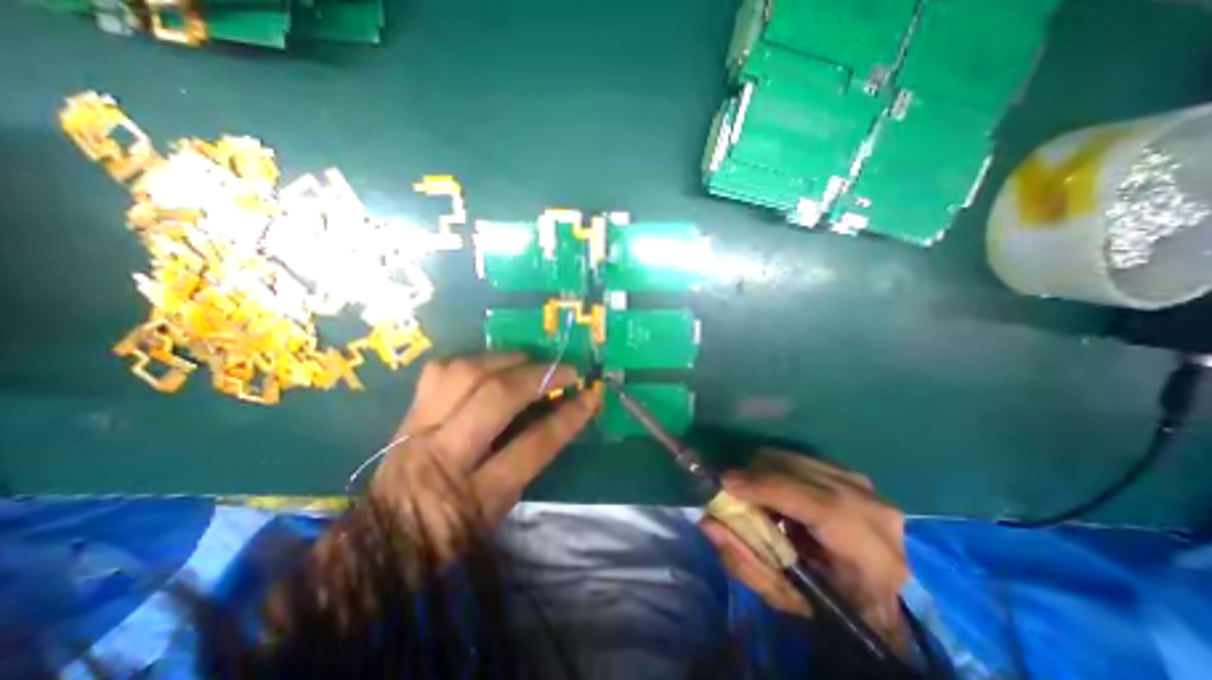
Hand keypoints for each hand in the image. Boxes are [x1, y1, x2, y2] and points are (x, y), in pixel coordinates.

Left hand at [366, 353, 596, 559]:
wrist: (374, 548)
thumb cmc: (446, 540)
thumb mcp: (497, 515)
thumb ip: (526, 465)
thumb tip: (557, 417)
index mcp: (472, 498)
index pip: (531, 446)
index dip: (568, 417)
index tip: (591, 395)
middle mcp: (441, 457)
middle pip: (495, 398)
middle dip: (538, 376)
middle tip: (565, 370)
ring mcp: (417, 429)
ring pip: (464, 373)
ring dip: (505, 359)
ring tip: (529, 360)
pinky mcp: (405, 414)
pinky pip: (439, 370)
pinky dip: (472, 360)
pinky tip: (490, 364)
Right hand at [702, 454, 909, 649]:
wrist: (871, 596)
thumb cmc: (829, 605)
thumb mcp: (784, 598)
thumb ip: (745, 562)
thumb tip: (707, 521)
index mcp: (872, 556)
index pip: (822, 507)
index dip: (770, 488)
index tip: (726, 483)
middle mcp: (874, 511)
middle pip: (802, 472)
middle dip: (756, 475)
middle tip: (728, 488)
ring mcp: (863, 485)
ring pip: (796, 458)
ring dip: (763, 470)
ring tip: (750, 492)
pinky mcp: (848, 472)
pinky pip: (798, 456)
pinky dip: (775, 467)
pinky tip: (770, 488)